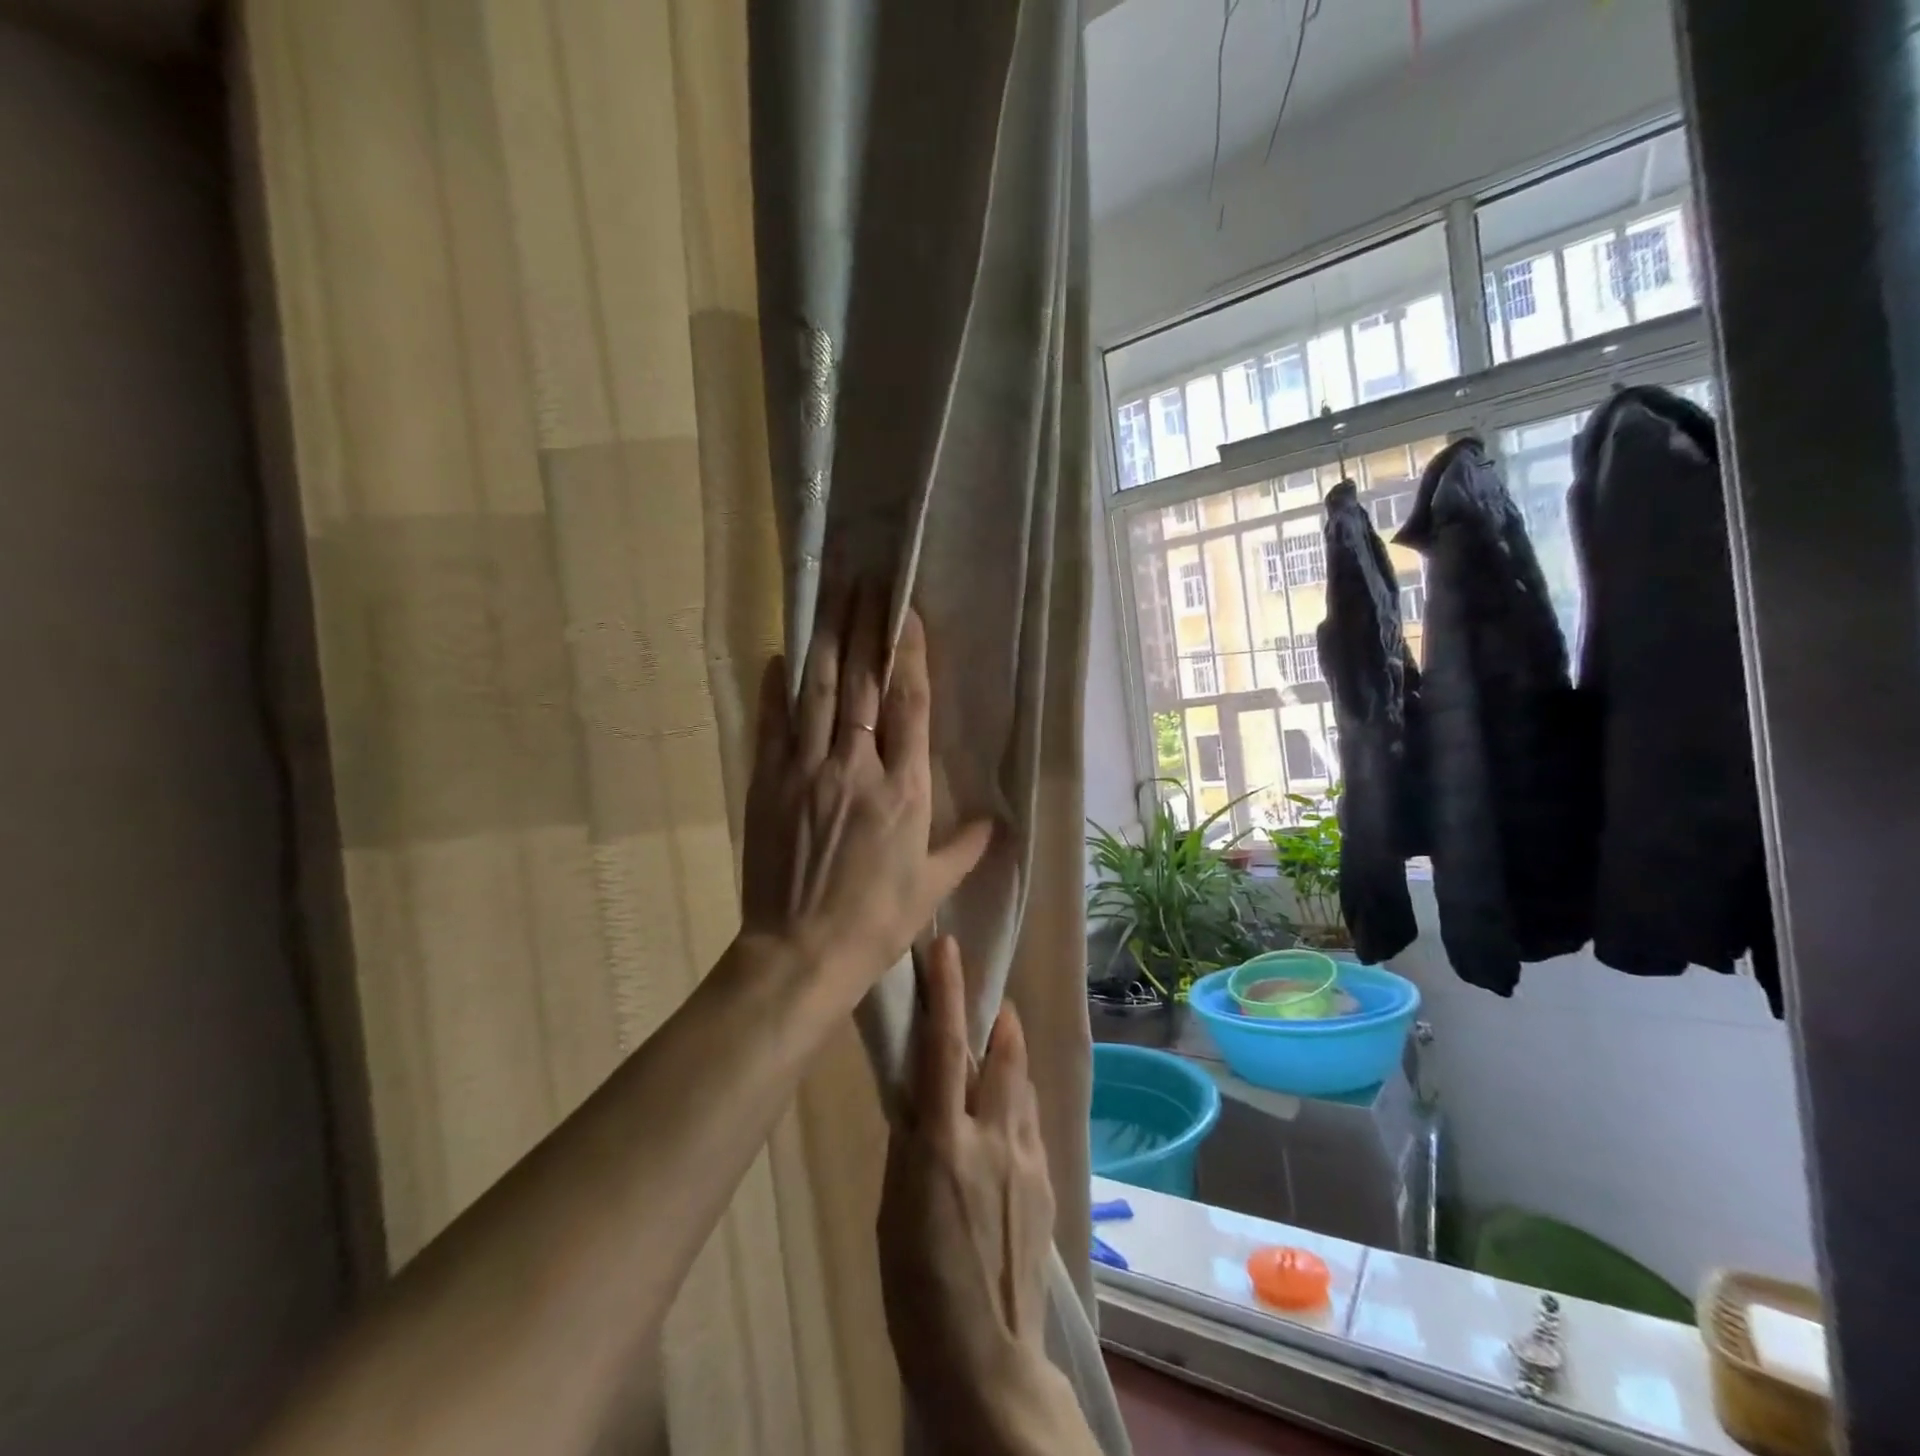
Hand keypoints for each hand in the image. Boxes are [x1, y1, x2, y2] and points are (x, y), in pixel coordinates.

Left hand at [740, 584, 991, 1005]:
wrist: (801, 952)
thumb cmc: (876, 921)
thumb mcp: (932, 888)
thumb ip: (965, 848)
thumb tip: (997, 823)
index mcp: (903, 790)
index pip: (908, 705)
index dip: (908, 653)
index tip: (907, 612)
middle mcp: (855, 767)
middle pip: (861, 684)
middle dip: (865, 628)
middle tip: (866, 581)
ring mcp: (806, 771)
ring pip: (817, 692)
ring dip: (826, 641)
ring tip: (830, 598)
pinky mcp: (768, 783)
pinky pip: (772, 724)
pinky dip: (776, 688)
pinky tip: (779, 657)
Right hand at [878, 936, 1056, 1440]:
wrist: (986, 1360)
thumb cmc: (916, 1288)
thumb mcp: (894, 1207)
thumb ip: (912, 1141)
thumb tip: (920, 1095)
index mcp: (944, 1143)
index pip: (945, 1047)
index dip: (947, 991)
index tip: (947, 947)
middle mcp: (993, 1137)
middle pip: (1003, 1053)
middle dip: (996, 1016)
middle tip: (987, 999)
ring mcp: (1027, 1158)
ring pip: (1022, 1083)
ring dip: (1010, 1055)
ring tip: (1000, 1044)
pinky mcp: (1047, 1180)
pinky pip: (1031, 1120)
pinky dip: (1018, 1101)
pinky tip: (1007, 1114)